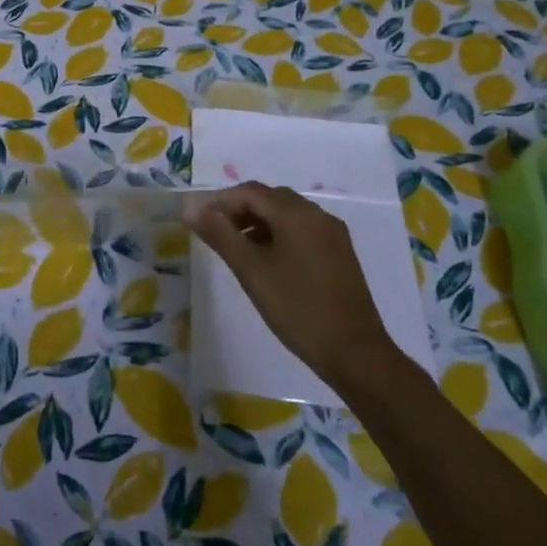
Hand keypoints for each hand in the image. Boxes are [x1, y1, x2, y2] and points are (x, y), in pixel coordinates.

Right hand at [183, 182, 395, 392]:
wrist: (355, 353)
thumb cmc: (297, 308)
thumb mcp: (251, 271)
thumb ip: (220, 235)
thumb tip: (191, 207)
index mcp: (296, 213)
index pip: (250, 192)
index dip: (220, 202)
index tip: (199, 222)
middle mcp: (317, 214)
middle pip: (269, 199)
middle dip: (239, 210)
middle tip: (216, 235)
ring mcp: (332, 234)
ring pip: (287, 215)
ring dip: (259, 223)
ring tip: (237, 250)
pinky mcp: (340, 253)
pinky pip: (302, 230)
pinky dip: (279, 235)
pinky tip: (268, 262)